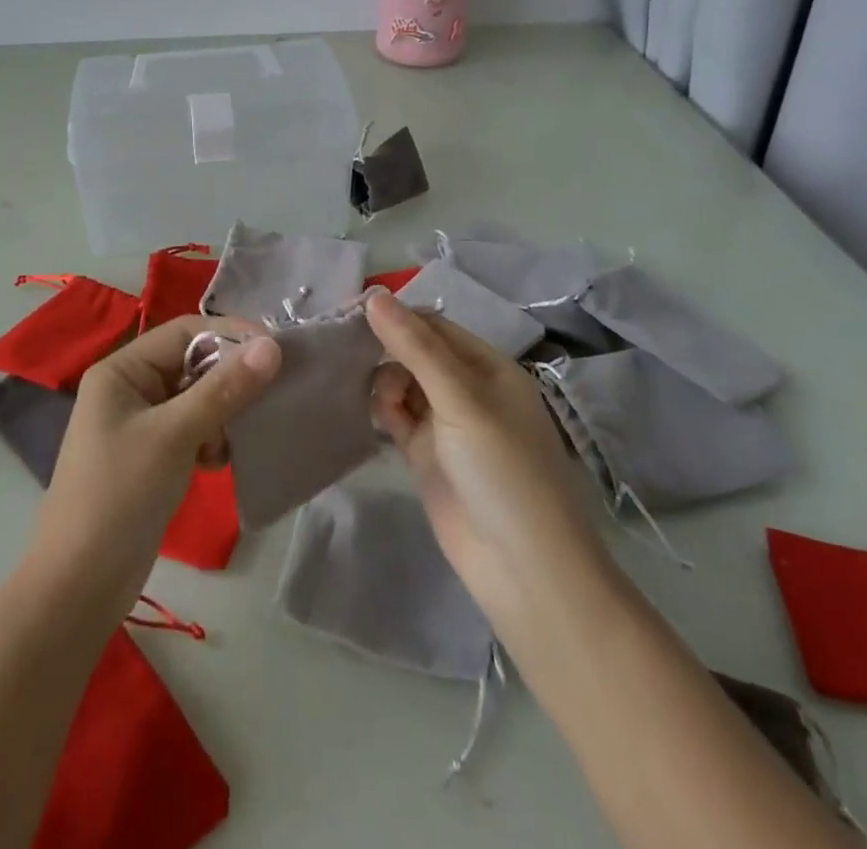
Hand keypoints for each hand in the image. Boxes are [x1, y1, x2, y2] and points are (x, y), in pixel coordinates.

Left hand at [28, 316, 280, 618]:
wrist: (79, 587)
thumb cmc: (120, 496)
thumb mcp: (174, 435)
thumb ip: (224, 389)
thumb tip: (272, 346)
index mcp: (121, 370)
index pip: (184, 332)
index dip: (230, 335)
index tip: (277, 351)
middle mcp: (129, 388)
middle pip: (192, 364)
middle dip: (230, 379)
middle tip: (271, 395)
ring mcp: (140, 424)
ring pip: (197, 399)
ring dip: (224, 413)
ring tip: (239, 439)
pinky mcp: (153, 457)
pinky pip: (193, 430)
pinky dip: (212, 440)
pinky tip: (220, 462)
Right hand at [366, 292, 603, 636]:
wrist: (524, 570)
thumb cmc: (504, 471)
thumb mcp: (462, 400)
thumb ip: (416, 348)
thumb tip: (374, 296)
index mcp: (488, 367)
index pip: (433, 325)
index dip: (393, 315)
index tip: (348, 310)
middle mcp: (467, 389)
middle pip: (415, 352)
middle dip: (383, 347)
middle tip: (342, 348)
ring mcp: (446, 424)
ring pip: (402, 383)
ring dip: (382, 381)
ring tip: (375, 400)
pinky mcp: (427, 456)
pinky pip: (397, 418)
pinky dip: (383, 411)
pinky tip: (374, 416)